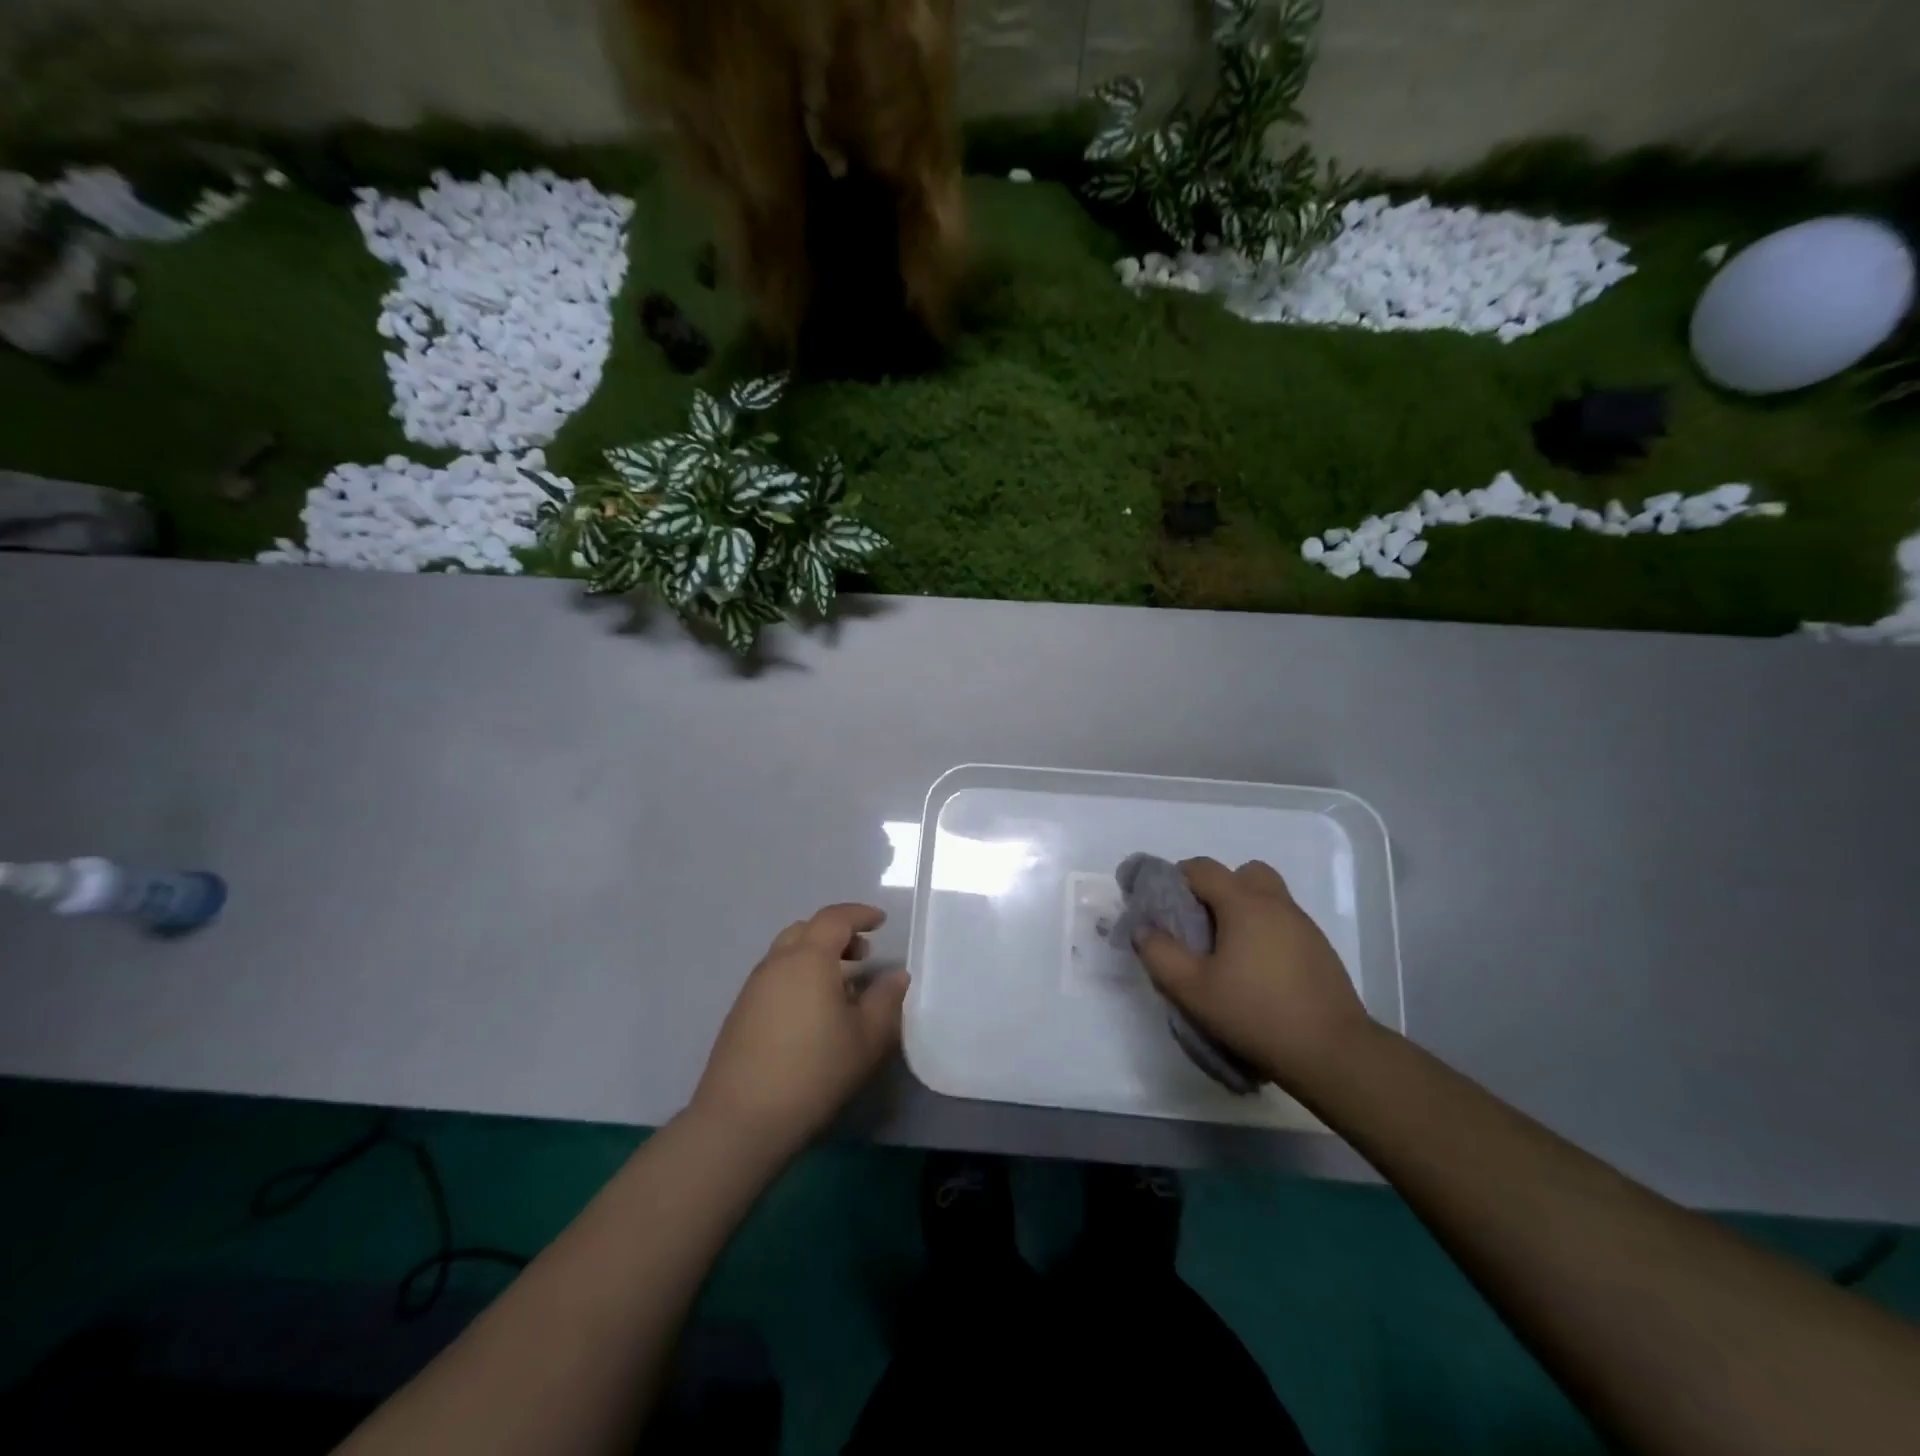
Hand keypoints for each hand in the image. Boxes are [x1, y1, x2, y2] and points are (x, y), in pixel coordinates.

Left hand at [690, 903, 906, 1159]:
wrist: (741, 1119)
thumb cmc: (813, 1072)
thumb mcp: (866, 1039)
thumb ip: (886, 1000)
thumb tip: (896, 976)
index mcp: (809, 958)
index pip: (835, 918)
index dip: (860, 914)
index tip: (881, 922)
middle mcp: (777, 963)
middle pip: (807, 930)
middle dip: (837, 934)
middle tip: (862, 955)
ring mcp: (753, 987)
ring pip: (788, 953)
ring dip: (816, 957)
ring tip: (840, 987)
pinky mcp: (740, 1013)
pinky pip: (775, 977)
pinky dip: (798, 977)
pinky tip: (812, 1014)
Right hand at [1133, 858, 1372, 1092]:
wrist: (1332, 1053)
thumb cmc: (1256, 1014)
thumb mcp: (1192, 990)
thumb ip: (1159, 954)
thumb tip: (1143, 929)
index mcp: (1244, 903)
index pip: (1202, 868)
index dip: (1175, 878)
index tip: (1161, 905)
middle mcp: (1276, 903)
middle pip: (1242, 873)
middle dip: (1217, 889)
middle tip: (1201, 924)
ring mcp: (1304, 925)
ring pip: (1267, 898)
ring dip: (1243, 911)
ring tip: (1227, 953)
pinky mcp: (1320, 950)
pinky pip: (1283, 923)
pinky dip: (1265, 932)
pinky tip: (1257, 972)